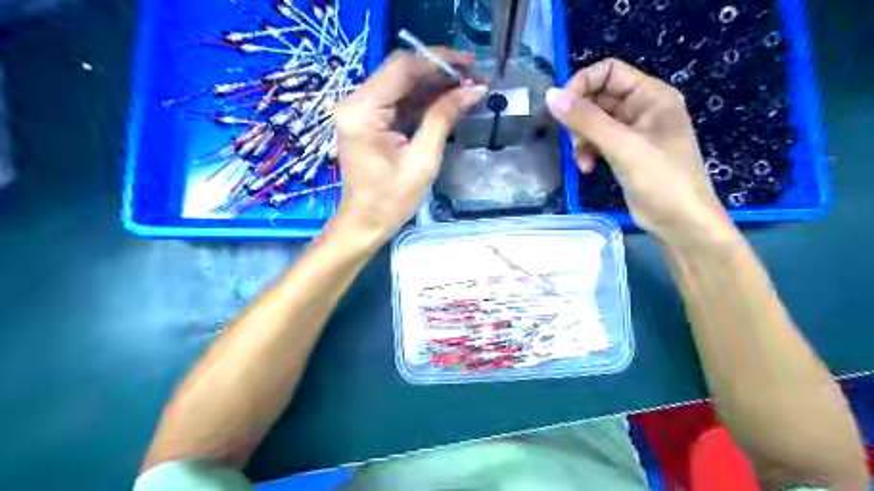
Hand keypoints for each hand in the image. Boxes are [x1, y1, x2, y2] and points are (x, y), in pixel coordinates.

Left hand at [334, 50, 487, 245]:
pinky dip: (423, 100)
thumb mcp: (422, 159)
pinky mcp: (368, 121)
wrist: (364, 223)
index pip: (403, 67)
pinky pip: (398, 102)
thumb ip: (444, 118)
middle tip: (475, 78)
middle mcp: (356, 102)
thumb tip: (474, 89)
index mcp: (363, 110)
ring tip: (469, 89)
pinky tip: (449, 101)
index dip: (439, 60)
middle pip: (402, 72)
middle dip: (440, 72)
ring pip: (402, 85)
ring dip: (435, 85)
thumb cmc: (391, 200)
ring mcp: (360, 111)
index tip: (471, 64)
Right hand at [547, 58, 732, 246]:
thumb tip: (551, 96)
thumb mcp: (623, 146)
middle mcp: (642, 109)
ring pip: (594, 123)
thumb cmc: (661, 179)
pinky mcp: (625, 153)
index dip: (583, 84)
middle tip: (573, 139)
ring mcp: (633, 133)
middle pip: (599, 98)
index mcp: (651, 96)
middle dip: (580, 118)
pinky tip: (587, 168)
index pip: (609, 72)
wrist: (681, 223)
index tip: (562, 108)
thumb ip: (586, 120)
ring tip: (581, 160)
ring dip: (581, 139)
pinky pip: (598, 142)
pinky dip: (588, 152)